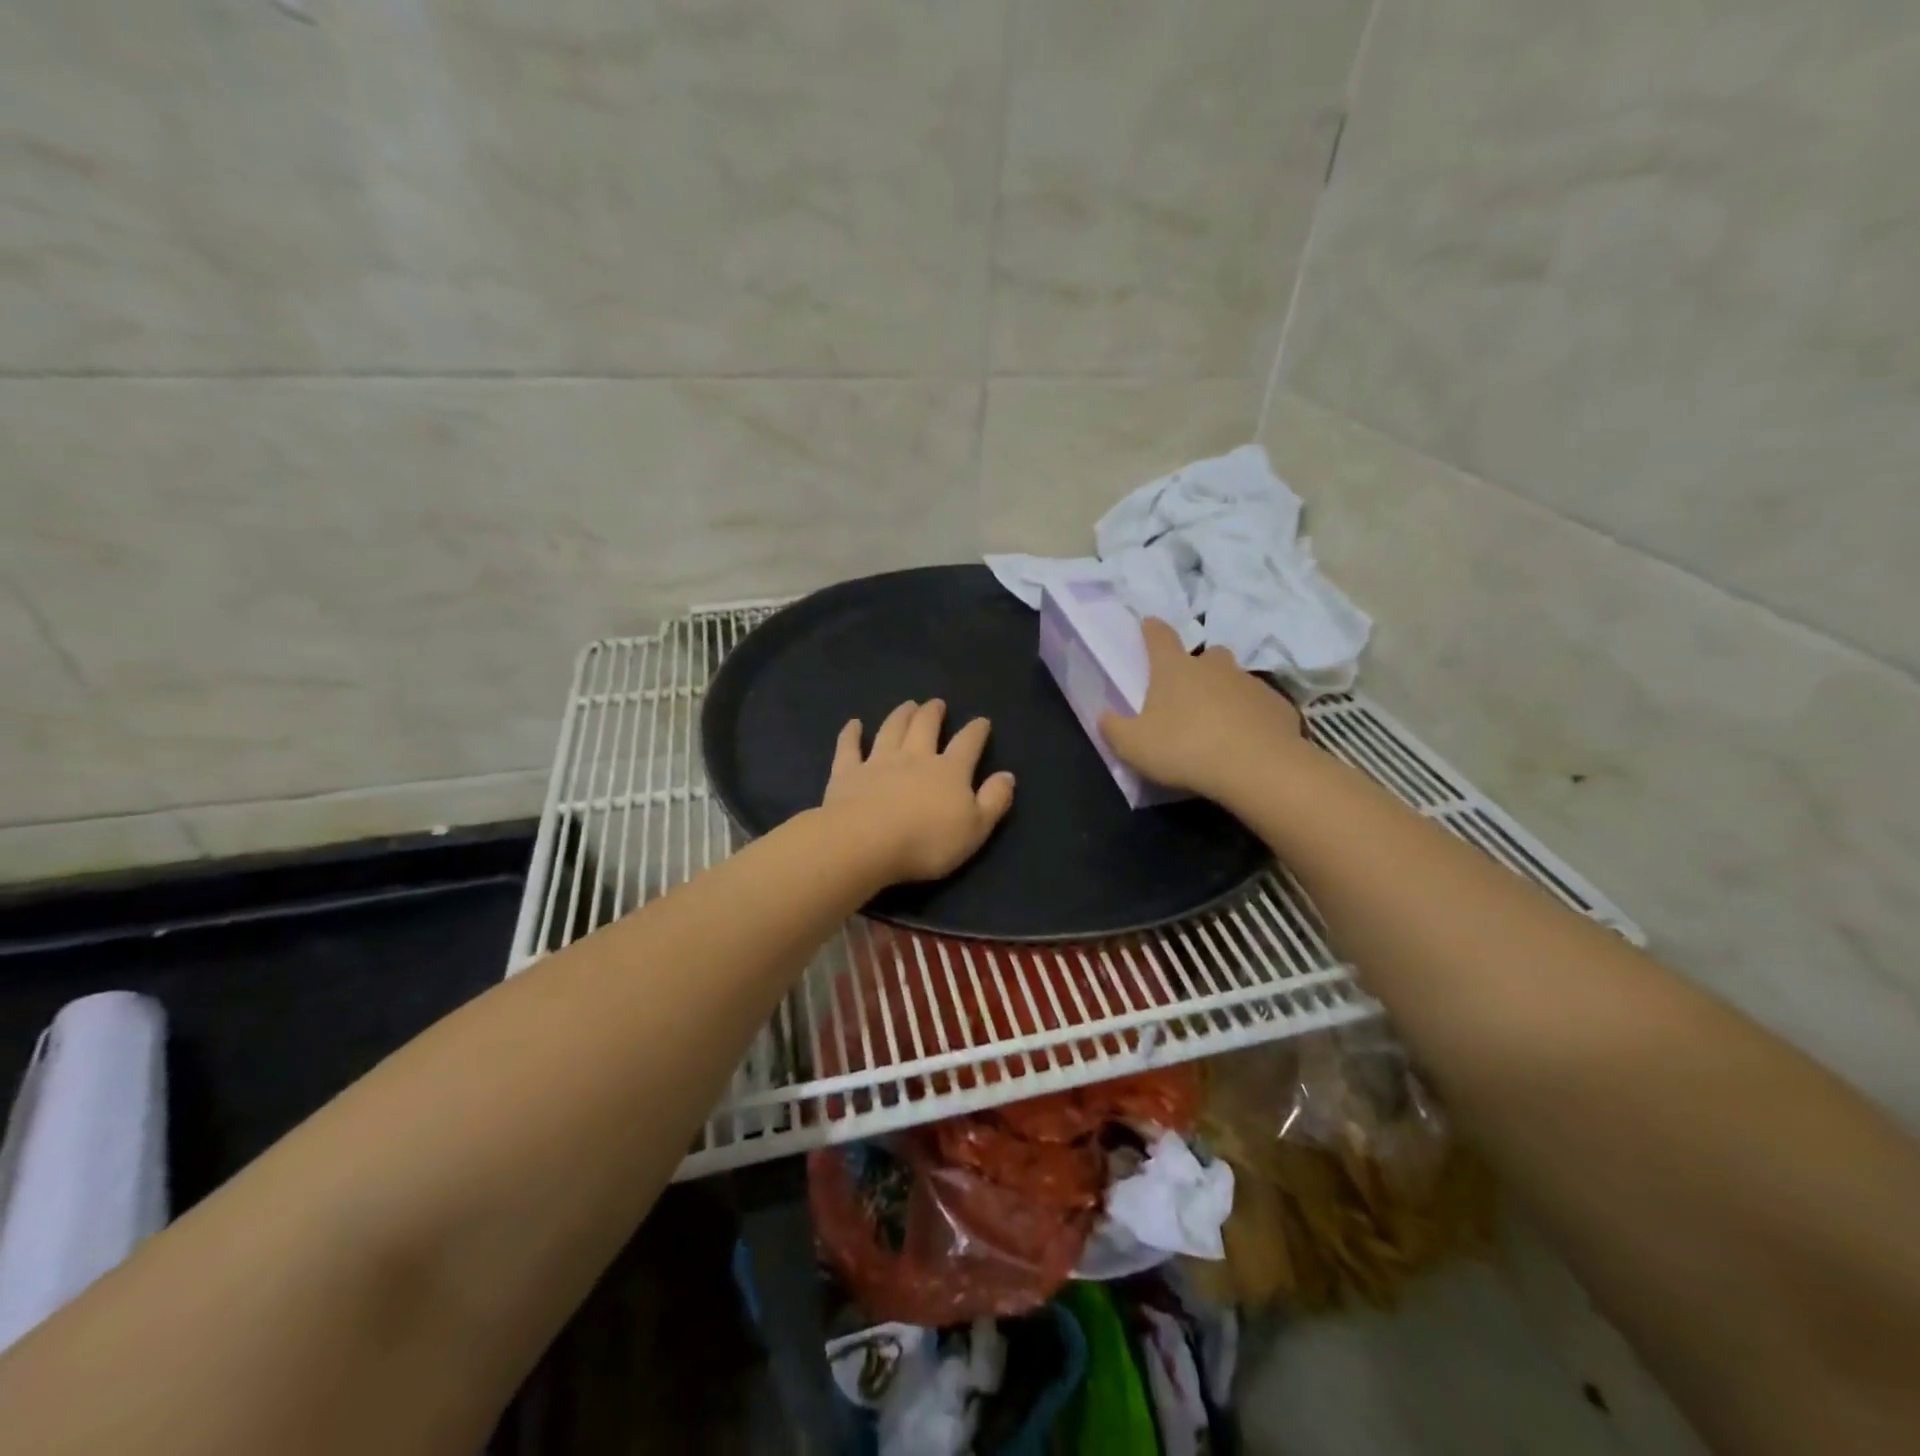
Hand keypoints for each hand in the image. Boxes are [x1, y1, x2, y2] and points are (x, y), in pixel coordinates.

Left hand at [821, 700, 1016, 883]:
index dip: (976, 732)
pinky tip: (853, 724)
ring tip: (907, 705)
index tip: (981, 721)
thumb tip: (1008, 776)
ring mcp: (878, 762)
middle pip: (925, 727)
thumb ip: (994, 801)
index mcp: (949, 771)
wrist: (866, 842)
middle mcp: (915, 757)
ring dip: (900, 715)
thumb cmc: (927, 842)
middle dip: (933, 713)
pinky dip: (851, 734)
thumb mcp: (975, 829)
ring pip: (891, 730)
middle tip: (936, 703)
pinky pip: (849, 747)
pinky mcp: (847, 773)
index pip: (968, 744)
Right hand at [1100, 618, 1306, 801]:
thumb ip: (1114, 728)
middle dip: (1197, 666)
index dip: (1151, 629)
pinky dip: (1250, 716)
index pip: (1159, 636)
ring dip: (1225, 693)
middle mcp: (1213, 667)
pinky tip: (1245, 740)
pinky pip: (1258, 705)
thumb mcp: (1133, 746)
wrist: (1257, 767)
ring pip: (1234, 679)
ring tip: (1217, 722)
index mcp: (1174, 669)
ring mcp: (1249, 683)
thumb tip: (1104, 716)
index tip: (1147, 624)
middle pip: (1205, 655)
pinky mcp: (1277, 706)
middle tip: (1188, 691)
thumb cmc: (1185, 749)